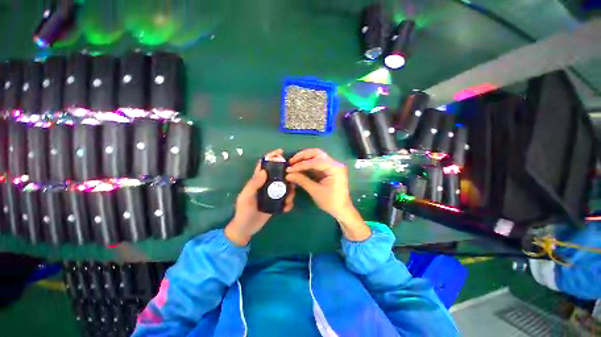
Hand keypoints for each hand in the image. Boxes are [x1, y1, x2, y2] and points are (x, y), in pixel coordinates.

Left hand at [225, 149, 295, 245]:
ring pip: (285, 187)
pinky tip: (286, 208)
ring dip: (290, 191)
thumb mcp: (246, 197)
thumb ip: (253, 184)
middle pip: (278, 175)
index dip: (271, 156)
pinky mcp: (276, 203)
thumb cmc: (243, 211)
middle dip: (287, 175)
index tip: (281, 152)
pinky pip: (286, 199)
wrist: (246, 229)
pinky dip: (289, 202)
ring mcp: (272, 194)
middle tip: (293, 178)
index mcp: (257, 181)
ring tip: (289, 199)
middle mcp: (266, 185)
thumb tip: (265, 171)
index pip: (263, 165)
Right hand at [286, 148, 369, 240]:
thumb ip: (302, 181)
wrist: (342, 209)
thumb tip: (288, 175)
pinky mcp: (329, 169)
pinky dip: (307, 163)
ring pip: (316, 156)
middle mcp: (335, 163)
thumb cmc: (331, 202)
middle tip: (291, 161)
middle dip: (303, 156)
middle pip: (317, 153)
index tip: (289, 169)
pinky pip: (317, 162)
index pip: (315, 161)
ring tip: (293, 163)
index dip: (301, 164)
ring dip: (304, 158)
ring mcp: (332, 165)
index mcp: (335, 168)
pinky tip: (299, 166)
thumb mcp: (315, 191)